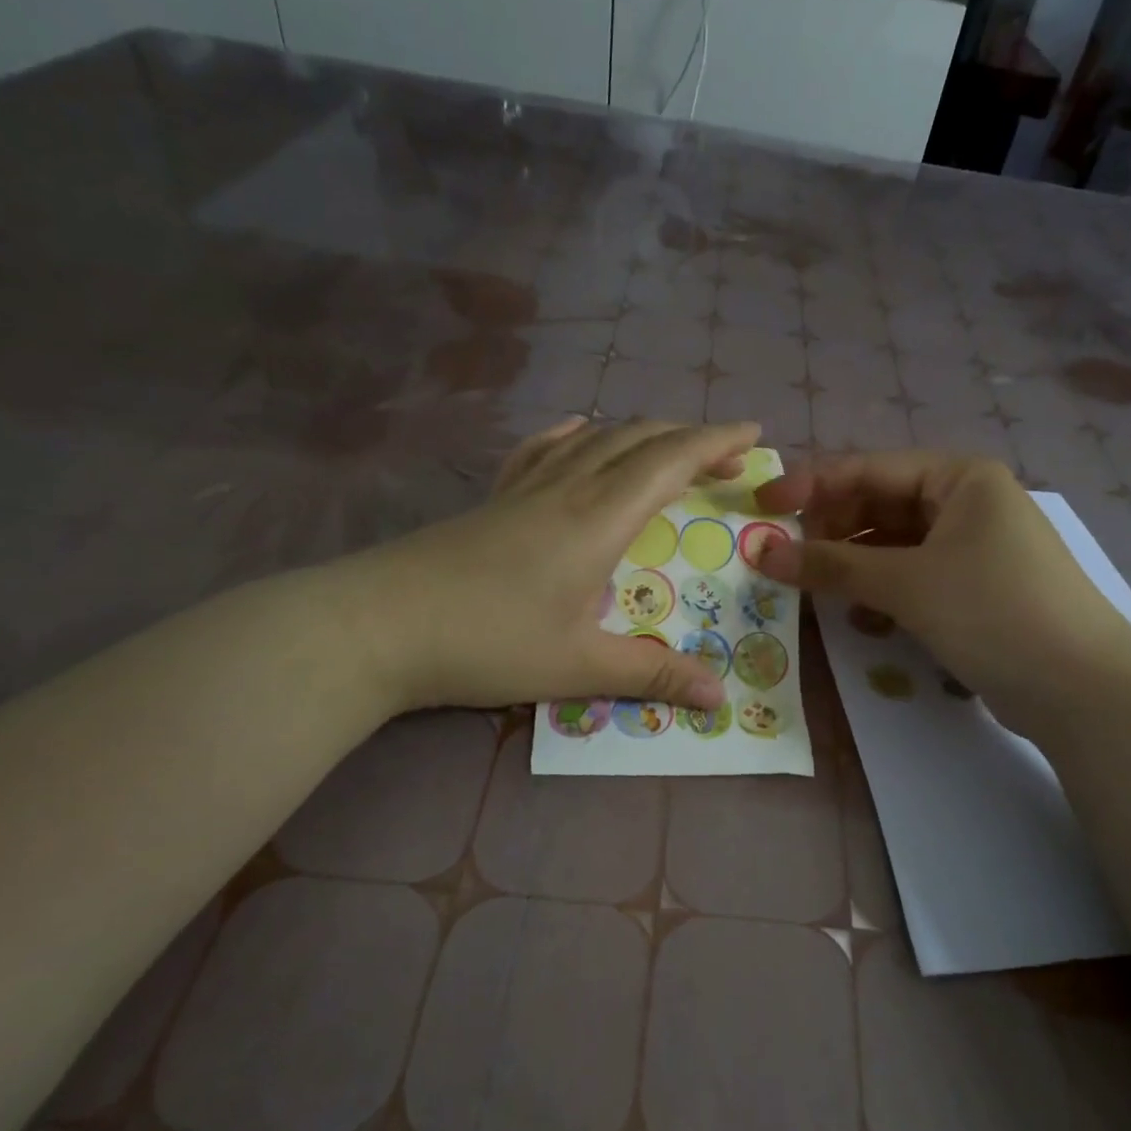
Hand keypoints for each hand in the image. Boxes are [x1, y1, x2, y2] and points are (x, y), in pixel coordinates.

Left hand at [357, 417, 760, 712]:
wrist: (376, 626)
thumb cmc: (486, 642)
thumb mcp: (577, 666)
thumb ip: (652, 674)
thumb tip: (719, 695)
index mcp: (598, 518)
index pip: (670, 460)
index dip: (716, 442)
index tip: (754, 435)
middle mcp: (568, 488)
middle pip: (639, 439)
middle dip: (690, 439)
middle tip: (725, 459)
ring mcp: (525, 488)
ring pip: (595, 438)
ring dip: (642, 435)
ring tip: (668, 450)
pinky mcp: (494, 499)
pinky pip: (544, 448)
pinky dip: (577, 435)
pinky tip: (579, 435)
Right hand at [751, 452, 1130, 720]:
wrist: (1082, 689)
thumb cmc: (992, 610)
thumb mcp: (906, 582)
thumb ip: (831, 564)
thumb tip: (762, 552)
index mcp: (959, 478)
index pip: (868, 469)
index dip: (810, 486)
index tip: (761, 508)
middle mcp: (968, 503)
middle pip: (880, 505)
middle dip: (832, 532)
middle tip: (787, 559)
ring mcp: (974, 547)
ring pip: (894, 545)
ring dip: (854, 567)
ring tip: (818, 591)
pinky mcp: (975, 589)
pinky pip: (914, 577)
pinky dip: (884, 592)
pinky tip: (863, 619)